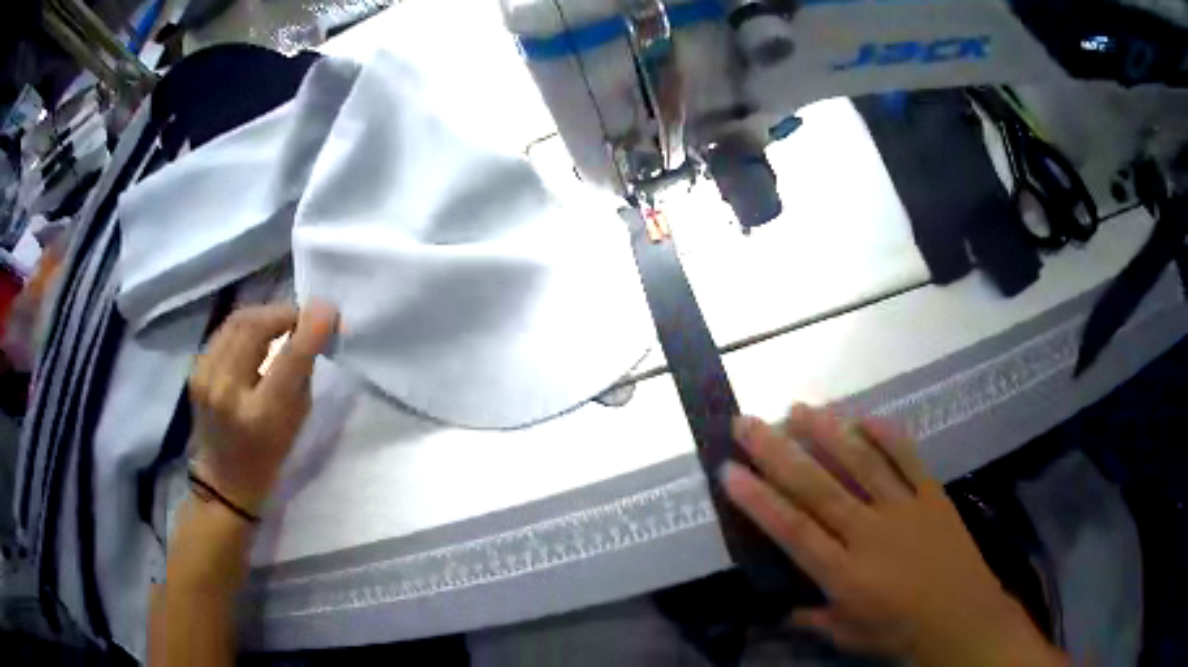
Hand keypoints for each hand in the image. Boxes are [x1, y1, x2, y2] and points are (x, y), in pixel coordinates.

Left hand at [188, 302, 337, 515]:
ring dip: (266, 314)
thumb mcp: (296, 424)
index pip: (289, 359)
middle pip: (256, 326)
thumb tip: (312, 330)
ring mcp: (205, 378)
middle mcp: (227, 392)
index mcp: (261, 416)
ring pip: (238, 320)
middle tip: (304, 318)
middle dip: (286, 313)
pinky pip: (225, 331)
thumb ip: (301, 375)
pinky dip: (246, 326)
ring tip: (282, 323)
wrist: (223, 480)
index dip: (312, 327)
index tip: (330, 310)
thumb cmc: (268, 459)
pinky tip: (257, 335)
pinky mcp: (195, 369)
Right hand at [722, 405, 1064, 666]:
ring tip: (799, 408)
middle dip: (778, 453)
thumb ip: (813, 619)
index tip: (731, 471)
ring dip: (828, 433)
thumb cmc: (900, 633)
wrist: (962, 618)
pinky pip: (908, 459)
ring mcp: (904, 509)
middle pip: (818, 488)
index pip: (793, 530)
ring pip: (861, 463)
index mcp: (844, 573)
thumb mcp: (848, 637)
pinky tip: (866, 418)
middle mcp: (869, 533)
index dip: (759, 500)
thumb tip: (782, 610)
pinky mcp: (931, 495)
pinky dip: (887, 436)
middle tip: (749, 423)